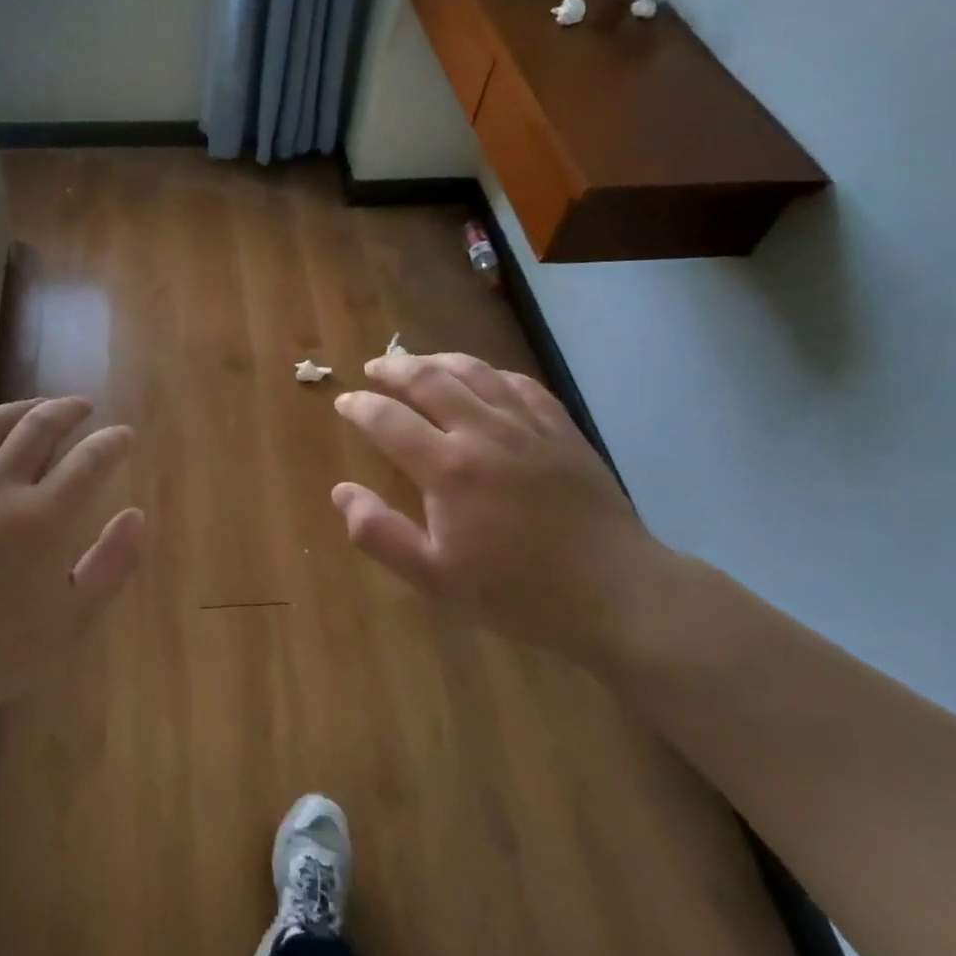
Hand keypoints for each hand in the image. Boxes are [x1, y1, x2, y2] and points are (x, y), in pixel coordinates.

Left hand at [0, 397, 143, 751]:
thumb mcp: (74, 619)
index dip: (112, 441)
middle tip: (84, 407)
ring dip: (22, 408)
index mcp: (42, 519)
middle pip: (38, 425)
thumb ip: (112, 562)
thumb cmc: (1, 650)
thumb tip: (135, 514)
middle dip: (69, 409)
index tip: (123, 435)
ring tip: (39, 408)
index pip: (88, 459)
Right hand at [332, 354, 670, 666]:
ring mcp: (528, 426)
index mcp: (448, 468)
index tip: (344, 402)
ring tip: (417, 362)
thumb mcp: (434, 578)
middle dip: (393, 368)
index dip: (359, 406)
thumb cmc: (517, 593)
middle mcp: (484, 432)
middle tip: (373, 369)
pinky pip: (520, 384)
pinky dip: (491, 373)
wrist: (615, 594)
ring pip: (475, 371)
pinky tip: (483, 378)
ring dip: (438, 360)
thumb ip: (379, 533)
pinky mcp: (562, 430)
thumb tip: (340, 491)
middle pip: (429, 380)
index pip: (388, 419)